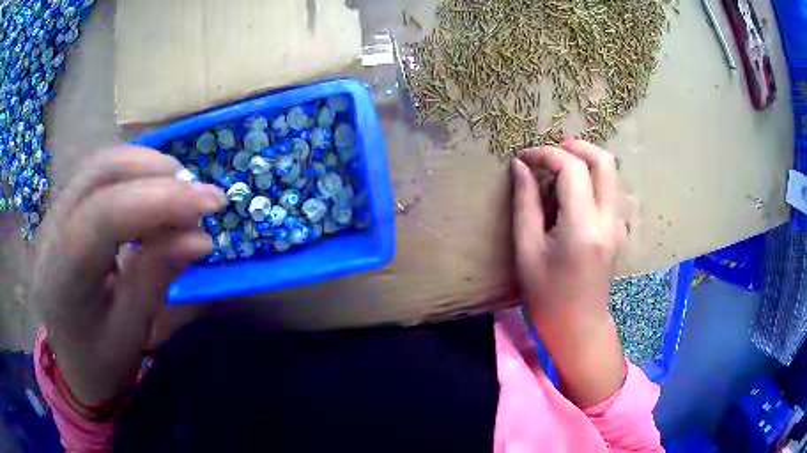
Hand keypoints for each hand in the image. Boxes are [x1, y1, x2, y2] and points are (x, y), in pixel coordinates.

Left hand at [31, 146, 225, 409]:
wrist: (71, 364)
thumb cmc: (101, 362)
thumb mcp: (131, 332)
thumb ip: (157, 277)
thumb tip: (201, 237)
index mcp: (62, 277)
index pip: (105, 216)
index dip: (159, 200)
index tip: (212, 202)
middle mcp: (49, 233)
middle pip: (99, 173)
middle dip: (153, 172)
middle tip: (196, 193)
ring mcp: (52, 216)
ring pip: (98, 166)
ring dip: (143, 168)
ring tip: (178, 191)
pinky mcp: (61, 211)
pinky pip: (96, 176)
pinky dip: (130, 176)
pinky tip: (150, 194)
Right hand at [512, 139, 626, 406]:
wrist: (579, 326)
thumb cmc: (546, 295)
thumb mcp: (527, 250)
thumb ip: (525, 203)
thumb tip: (521, 166)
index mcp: (583, 226)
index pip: (571, 168)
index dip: (545, 154)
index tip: (523, 158)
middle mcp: (608, 219)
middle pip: (603, 160)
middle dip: (574, 147)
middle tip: (548, 155)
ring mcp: (618, 224)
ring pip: (610, 173)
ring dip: (583, 162)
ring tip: (556, 173)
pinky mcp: (618, 229)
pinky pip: (608, 190)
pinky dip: (590, 180)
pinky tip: (570, 196)